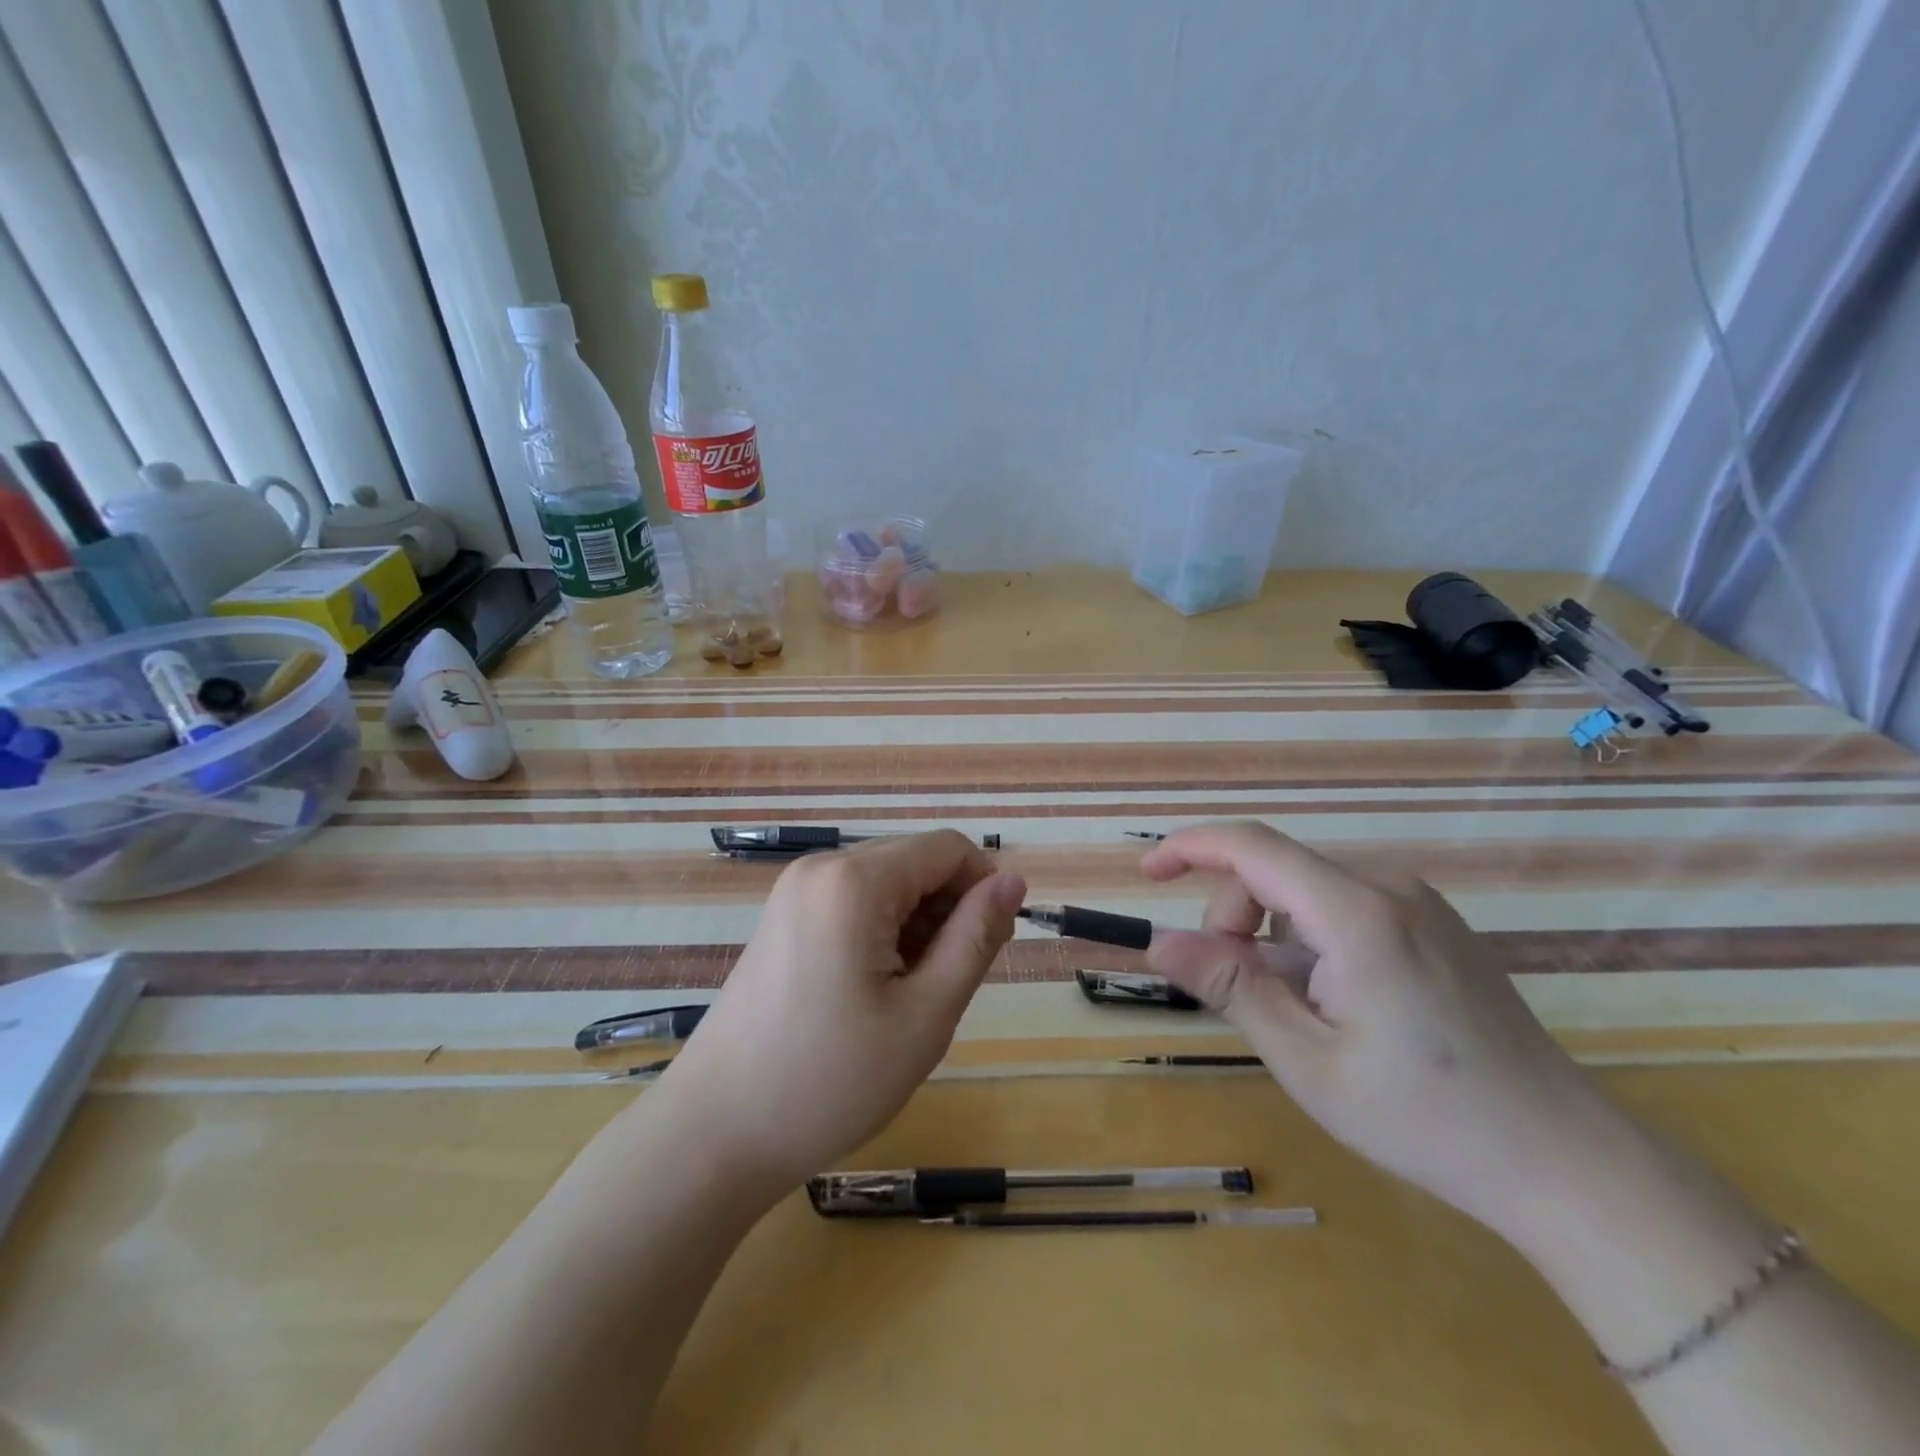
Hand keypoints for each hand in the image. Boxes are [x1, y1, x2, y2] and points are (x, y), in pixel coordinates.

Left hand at [657, 831, 1025, 1193]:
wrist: (715, 1132)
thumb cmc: (830, 1080)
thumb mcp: (925, 1014)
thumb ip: (975, 937)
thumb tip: (1013, 881)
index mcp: (854, 880)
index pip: (947, 848)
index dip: (985, 888)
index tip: (995, 946)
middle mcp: (821, 868)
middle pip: (914, 862)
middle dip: (949, 909)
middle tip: (951, 984)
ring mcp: (795, 892)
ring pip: (886, 884)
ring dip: (917, 925)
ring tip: (911, 996)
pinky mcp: (783, 917)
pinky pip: (853, 903)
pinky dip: (882, 933)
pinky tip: (877, 989)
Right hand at [1142, 820, 1623, 1240]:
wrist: (1564, 1159)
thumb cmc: (1423, 1117)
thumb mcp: (1305, 1058)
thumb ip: (1229, 987)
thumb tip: (1158, 942)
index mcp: (1356, 913)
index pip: (1252, 847)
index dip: (1190, 848)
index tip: (1146, 877)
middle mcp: (1388, 888)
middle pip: (1276, 871)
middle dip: (1233, 918)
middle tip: (1232, 990)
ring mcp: (1418, 904)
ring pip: (1307, 891)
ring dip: (1270, 935)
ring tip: (1290, 1009)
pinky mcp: (1434, 925)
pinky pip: (1344, 908)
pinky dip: (1308, 940)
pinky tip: (1332, 1002)